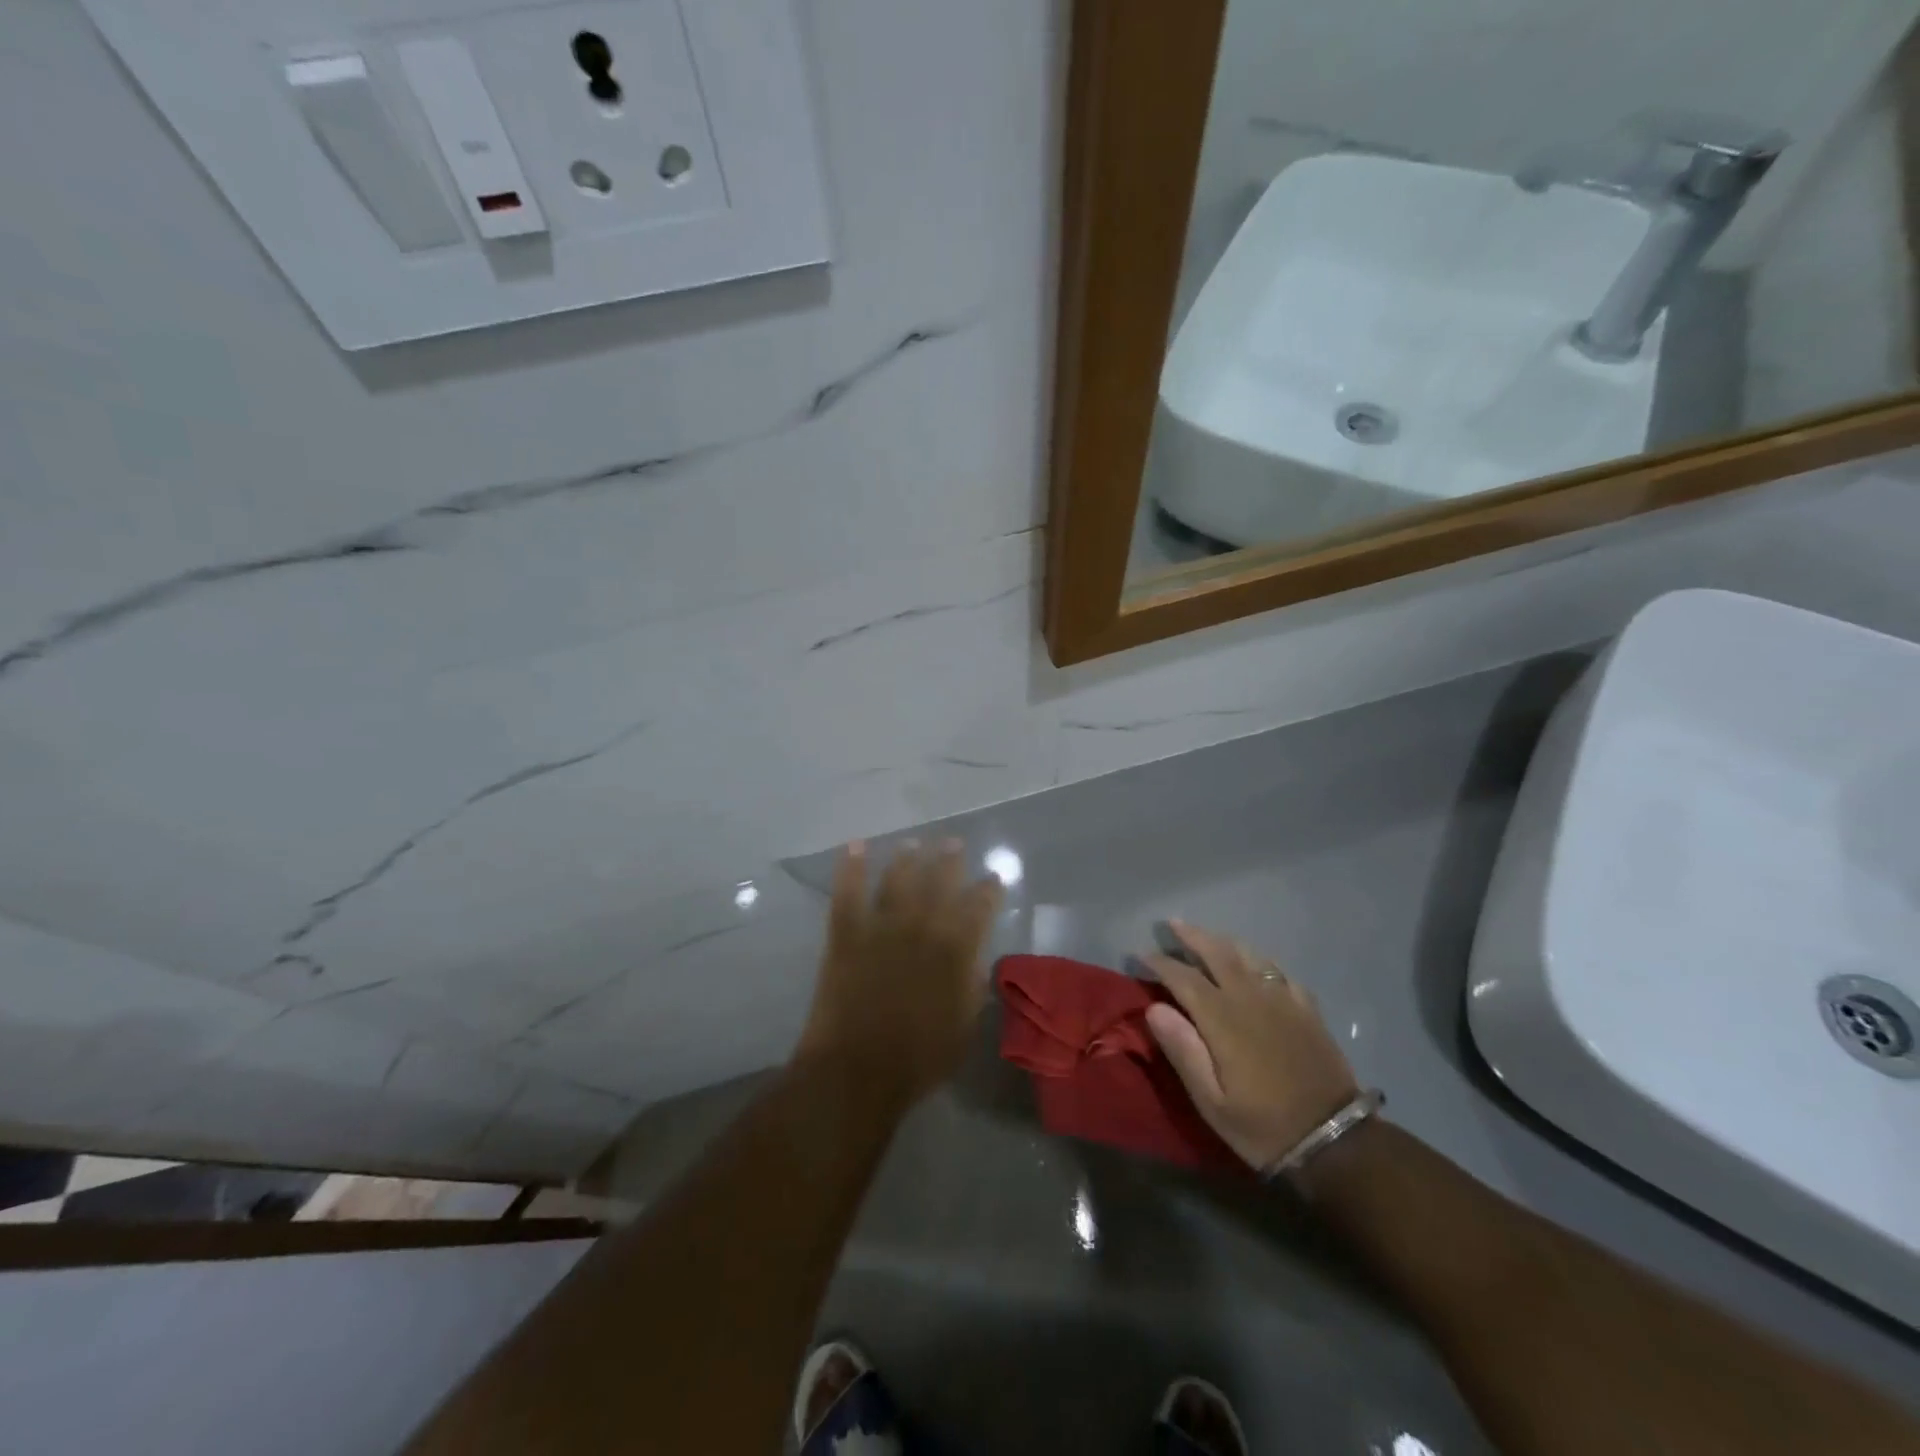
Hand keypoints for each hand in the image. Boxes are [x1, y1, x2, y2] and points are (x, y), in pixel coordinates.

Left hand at [797, 840, 1002, 1105]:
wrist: (857, 1071)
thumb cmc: (918, 1059)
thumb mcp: (964, 1028)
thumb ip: (971, 987)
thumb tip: (974, 960)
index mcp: (955, 952)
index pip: (979, 908)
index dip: (989, 889)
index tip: (994, 877)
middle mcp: (922, 929)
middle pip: (939, 883)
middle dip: (949, 860)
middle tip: (953, 842)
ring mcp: (881, 928)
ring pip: (897, 880)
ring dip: (906, 858)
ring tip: (912, 842)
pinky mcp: (846, 935)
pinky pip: (848, 893)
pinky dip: (849, 868)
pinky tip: (854, 846)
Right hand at [1140, 921, 1358, 1171]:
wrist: (1335, 1142)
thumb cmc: (1264, 1126)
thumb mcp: (1212, 1102)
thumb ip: (1183, 1051)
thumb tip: (1154, 1007)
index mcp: (1223, 1019)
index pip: (1184, 978)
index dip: (1160, 963)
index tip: (1141, 955)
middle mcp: (1251, 998)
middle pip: (1218, 953)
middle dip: (1191, 936)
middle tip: (1171, 925)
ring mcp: (1283, 1000)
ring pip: (1249, 955)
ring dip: (1223, 941)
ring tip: (1207, 936)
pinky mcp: (1307, 1010)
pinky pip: (1279, 971)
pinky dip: (1260, 960)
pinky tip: (1256, 964)